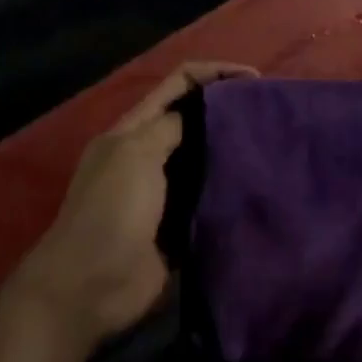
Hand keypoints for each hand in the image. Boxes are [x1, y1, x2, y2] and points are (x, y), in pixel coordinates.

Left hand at [10, 62, 257, 349]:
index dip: (214, 74)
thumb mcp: (136, 154)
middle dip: (229, 112)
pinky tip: (259, 189)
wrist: (89, 288)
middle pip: (194, 120)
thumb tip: (205, 114)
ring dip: (233, 153)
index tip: (254, 79)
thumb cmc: (111, 211)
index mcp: (134, 129)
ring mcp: (165, 192)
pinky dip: (231, 193)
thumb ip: (170, 126)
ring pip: (205, 160)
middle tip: (270, 116)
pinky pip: (210, 201)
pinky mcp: (179, 226)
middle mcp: (150, 154)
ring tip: (272, 149)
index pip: (178, 84)